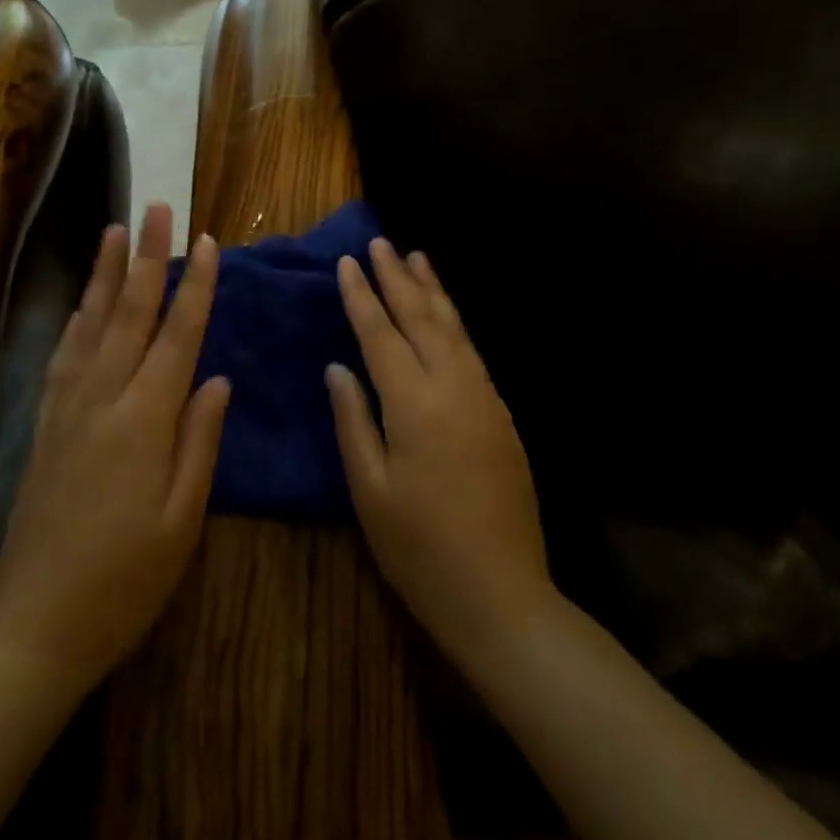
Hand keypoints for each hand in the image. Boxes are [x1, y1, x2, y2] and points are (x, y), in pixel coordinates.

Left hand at [0, 203, 228, 691]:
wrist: (35, 623)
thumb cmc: (125, 579)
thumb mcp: (181, 519)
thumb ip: (200, 441)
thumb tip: (216, 377)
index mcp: (145, 419)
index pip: (177, 335)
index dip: (195, 286)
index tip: (206, 242)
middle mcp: (103, 397)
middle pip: (131, 313)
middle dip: (148, 257)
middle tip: (158, 207)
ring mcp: (67, 406)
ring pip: (92, 323)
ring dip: (108, 274)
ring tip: (117, 230)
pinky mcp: (45, 422)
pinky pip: (64, 352)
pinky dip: (78, 316)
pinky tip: (84, 300)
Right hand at [328, 239, 551, 665]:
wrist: (502, 596)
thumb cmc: (420, 549)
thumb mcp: (369, 490)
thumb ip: (353, 420)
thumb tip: (338, 368)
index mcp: (414, 404)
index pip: (381, 334)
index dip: (361, 297)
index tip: (347, 262)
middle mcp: (453, 388)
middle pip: (422, 319)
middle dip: (397, 278)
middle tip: (380, 243)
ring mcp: (484, 399)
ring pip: (455, 329)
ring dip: (433, 291)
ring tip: (416, 258)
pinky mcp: (502, 416)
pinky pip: (473, 352)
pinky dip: (454, 323)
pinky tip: (446, 315)